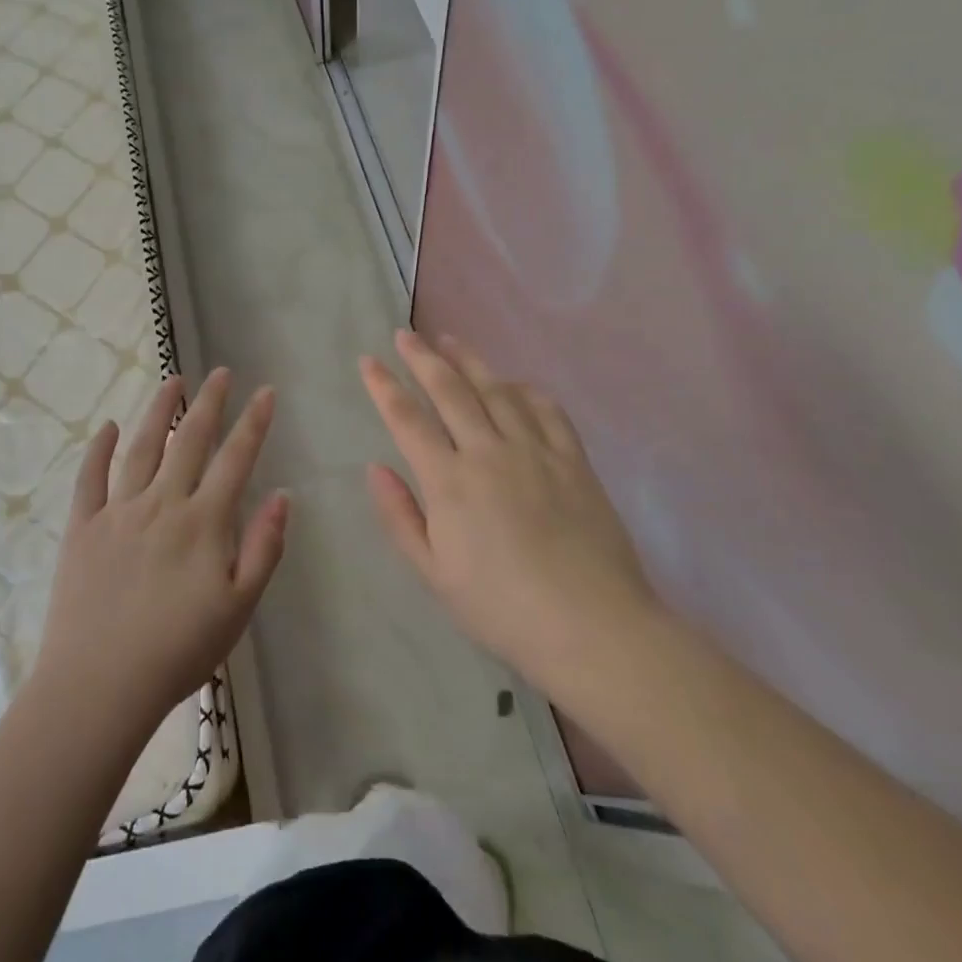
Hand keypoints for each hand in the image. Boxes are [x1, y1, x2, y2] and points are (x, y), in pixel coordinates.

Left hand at [34, 370, 286, 739]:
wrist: (100, 684)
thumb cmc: (179, 651)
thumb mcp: (239, 607)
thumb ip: (263, 548)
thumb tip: (284, 495)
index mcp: (203, 522)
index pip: (236, 459)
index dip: (254, 423)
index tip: (266, 391)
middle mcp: (162, 503)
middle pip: (190, 441)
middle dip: (209, 403)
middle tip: (220, 372)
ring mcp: (118, 511)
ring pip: (142, 447)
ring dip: (159, 411)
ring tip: (173, 381)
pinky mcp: (82, 526)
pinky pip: (90, 477)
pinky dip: (99, 448)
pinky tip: (109, 426)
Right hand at [359, 331, 659, 688]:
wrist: (592, 627)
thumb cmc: (502, 608)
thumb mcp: (434, 573)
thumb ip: (400, 516)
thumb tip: (375, 467)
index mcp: (449, 482)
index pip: (407, 420)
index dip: (384, 387)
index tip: (368, 361)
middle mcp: (488, 453)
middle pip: (450, 391)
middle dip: (423, 358)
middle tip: (405, 334)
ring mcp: (535, 451)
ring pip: (496, 390)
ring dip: (470, 361)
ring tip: (451, 341)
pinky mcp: (573, 460)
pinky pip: (546, 410)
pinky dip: (525, 389)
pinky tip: (514, 382)